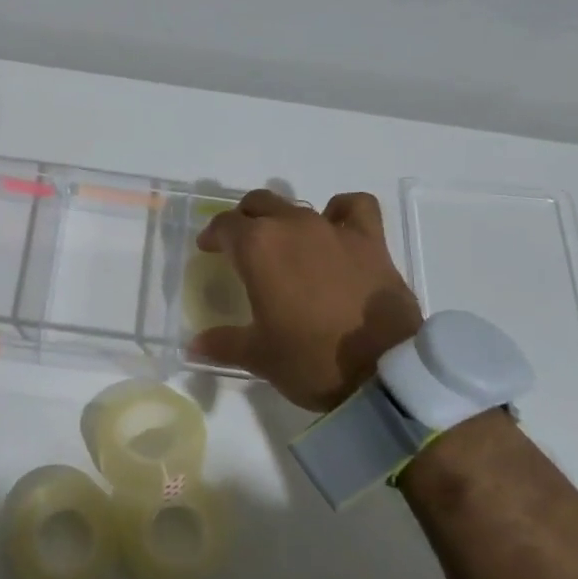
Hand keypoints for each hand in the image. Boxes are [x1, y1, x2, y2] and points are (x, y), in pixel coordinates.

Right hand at [189, 189, 422, 411]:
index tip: (208, 249)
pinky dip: (341, 211)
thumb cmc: (311, 360)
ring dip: (284, 219)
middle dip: (245, 220)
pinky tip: (336, 228)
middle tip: (242, 246)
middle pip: (259, 205)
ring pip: (298, 206)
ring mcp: (334, 230)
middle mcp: (293, 226)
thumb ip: (222, 343)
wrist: (383, 373)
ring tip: (285, 244)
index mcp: (258, 248)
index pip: (225, 226)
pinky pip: (354, 207)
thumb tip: (194, 345)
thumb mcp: (259, 356)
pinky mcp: (371, 241)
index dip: (212, 235)